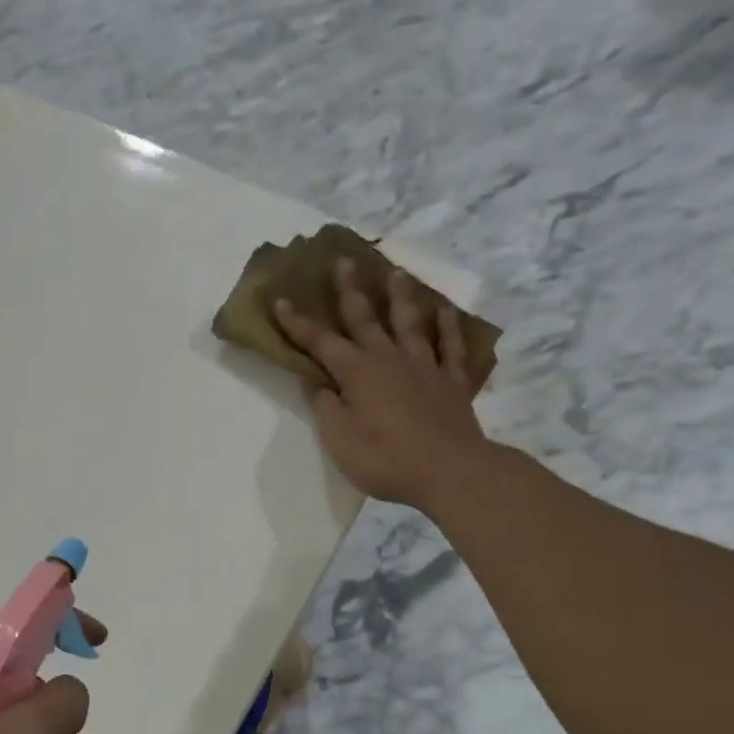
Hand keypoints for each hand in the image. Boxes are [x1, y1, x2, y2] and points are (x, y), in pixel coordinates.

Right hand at [274, 259, 488, 508]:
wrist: (451, 472)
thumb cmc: (386, 460)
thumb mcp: (340, 440)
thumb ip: (326, 408)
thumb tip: (319, 384)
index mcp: (357, 373)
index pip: (320, 342)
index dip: (298, 323)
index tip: (281, 300)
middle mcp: (389, 359)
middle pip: (366, 318)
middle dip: (350, 290)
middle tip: (344, 261)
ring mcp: (425, 367)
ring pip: (410, 323)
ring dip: (400, 297)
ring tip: (396, 273)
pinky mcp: (452, 381)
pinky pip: (451, 347)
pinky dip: (447, 327)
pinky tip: (444, 311)